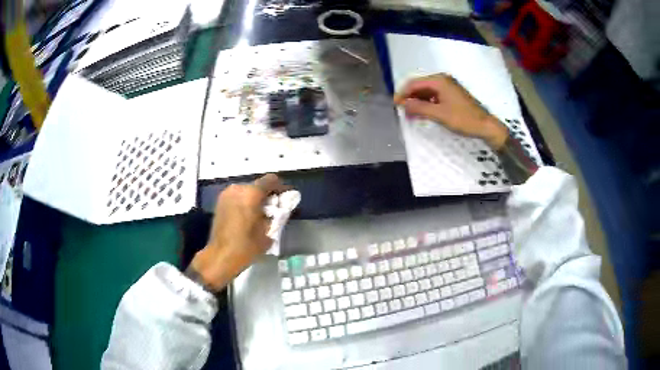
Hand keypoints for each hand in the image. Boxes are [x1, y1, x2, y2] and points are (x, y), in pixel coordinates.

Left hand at [189, 174, 288, 291]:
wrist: (220, 256)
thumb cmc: (246, 246)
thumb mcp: (268, 232)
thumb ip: (276, 216)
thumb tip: (281, 208)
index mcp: (251, 194)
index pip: (271, 180)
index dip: (281, 187)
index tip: (286, 198)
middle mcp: (238, 189)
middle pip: (258, 185)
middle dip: (267, 195)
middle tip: (274, 209)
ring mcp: (226, 194)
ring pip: (247, 190)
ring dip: (255, 199)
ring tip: (260, 214)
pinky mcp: (220, 202)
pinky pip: (237, 197)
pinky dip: (245, 202)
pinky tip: (248, 216)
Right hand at [393, 73, 507, 149]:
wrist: (485, 125)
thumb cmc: (463, 119)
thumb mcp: (439, 114)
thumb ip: (419, 108)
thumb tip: (403, 104)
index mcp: (439, 80)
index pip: (414, 83)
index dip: (403, 93)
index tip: (395, 105)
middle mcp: (442, 80)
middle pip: (420, 86)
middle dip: (410, 98)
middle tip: (402, 112)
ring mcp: (448, 86)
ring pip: (427, 92)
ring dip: (418, 102)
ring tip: (411, 115)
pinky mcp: (452, 94)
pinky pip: (434, 96)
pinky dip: (427, 104)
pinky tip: (423, 113)